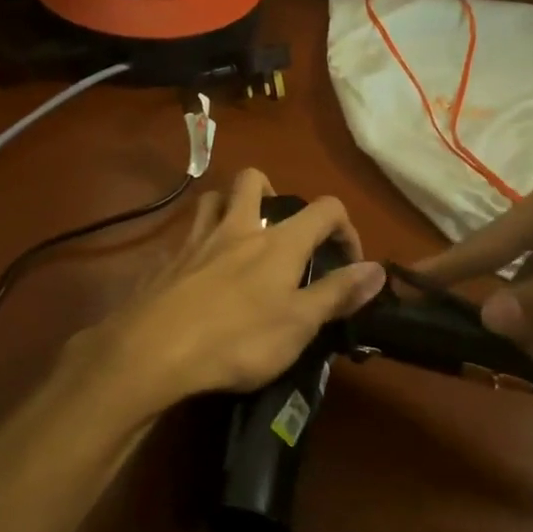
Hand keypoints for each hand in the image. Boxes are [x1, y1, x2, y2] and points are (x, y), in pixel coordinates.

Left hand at [71, 168, 386, 417]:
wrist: (153, 351)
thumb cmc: (237, 340)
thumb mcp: (299, 325)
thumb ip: (338, 293)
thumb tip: (379, 268)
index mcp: (277, 243)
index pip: (324, 209)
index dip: (345, 226)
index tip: (348, 261)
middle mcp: (237, 228)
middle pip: (253, 180)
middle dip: (272, 191)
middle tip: (280, 226)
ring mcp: (195, 241)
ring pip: (212, 200)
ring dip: (229, 207)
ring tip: (239, 237)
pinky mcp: (165, 261)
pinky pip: (183, 238)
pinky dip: (197, 245)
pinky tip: (198, 274)